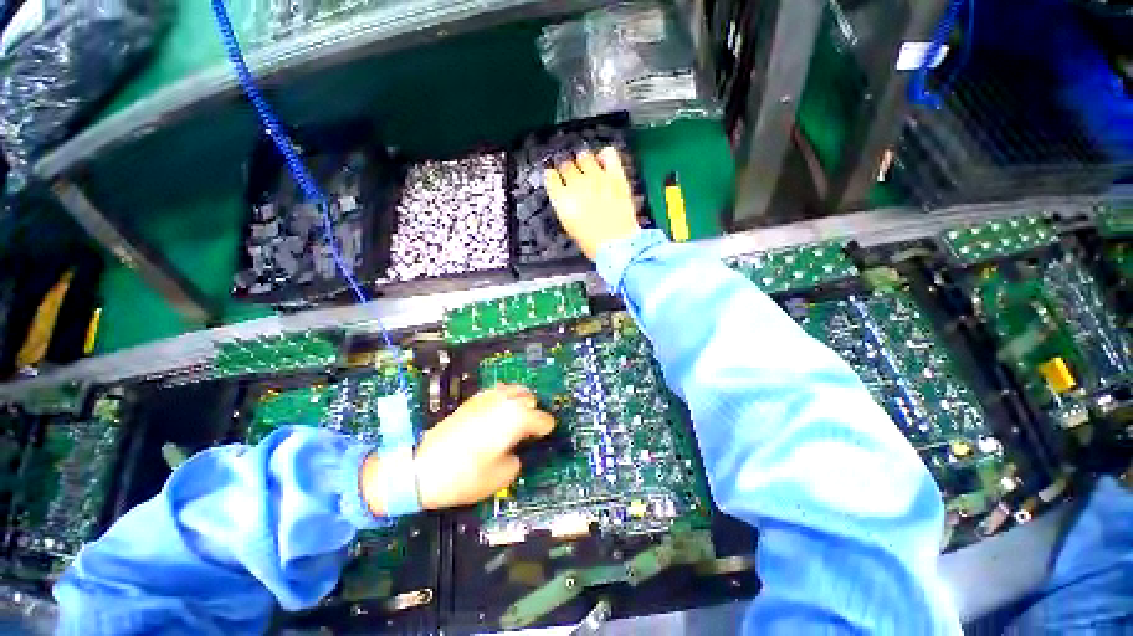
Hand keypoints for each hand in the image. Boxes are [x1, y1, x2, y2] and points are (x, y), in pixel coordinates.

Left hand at [411, 384, 553, 509]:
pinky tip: (496, 415)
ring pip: (513, 389)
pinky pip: (496, 391)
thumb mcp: (500, 477)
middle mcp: (504, 402)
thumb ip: (516, 460)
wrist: (421, 469)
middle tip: (527, 431)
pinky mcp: (472, 400)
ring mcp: (487, 398)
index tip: (542, 439)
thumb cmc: (465, 476)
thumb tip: (514, 451)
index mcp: (516, 418)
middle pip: (529, 398)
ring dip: (519, 402)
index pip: (542, 419)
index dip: (545, 431)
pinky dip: (503, 399)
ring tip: (514, 419)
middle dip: (532, 412)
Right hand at [545, 147, 640, 260]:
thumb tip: (566, 195)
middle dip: (568, 171)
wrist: (617, 245)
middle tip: (575, 180)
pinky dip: (604, 156)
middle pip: (566, 165)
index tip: (556, 180)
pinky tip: (604, 164)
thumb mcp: (570, 226)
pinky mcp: (616, 176)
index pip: (550, 177)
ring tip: (589, 170)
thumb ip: (565, 206)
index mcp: (562, 199)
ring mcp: (597, 177)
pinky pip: (608, 153)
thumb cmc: (591, 243)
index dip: (553, 177)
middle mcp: (576, 184)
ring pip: (584, 156)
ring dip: (584, 162)